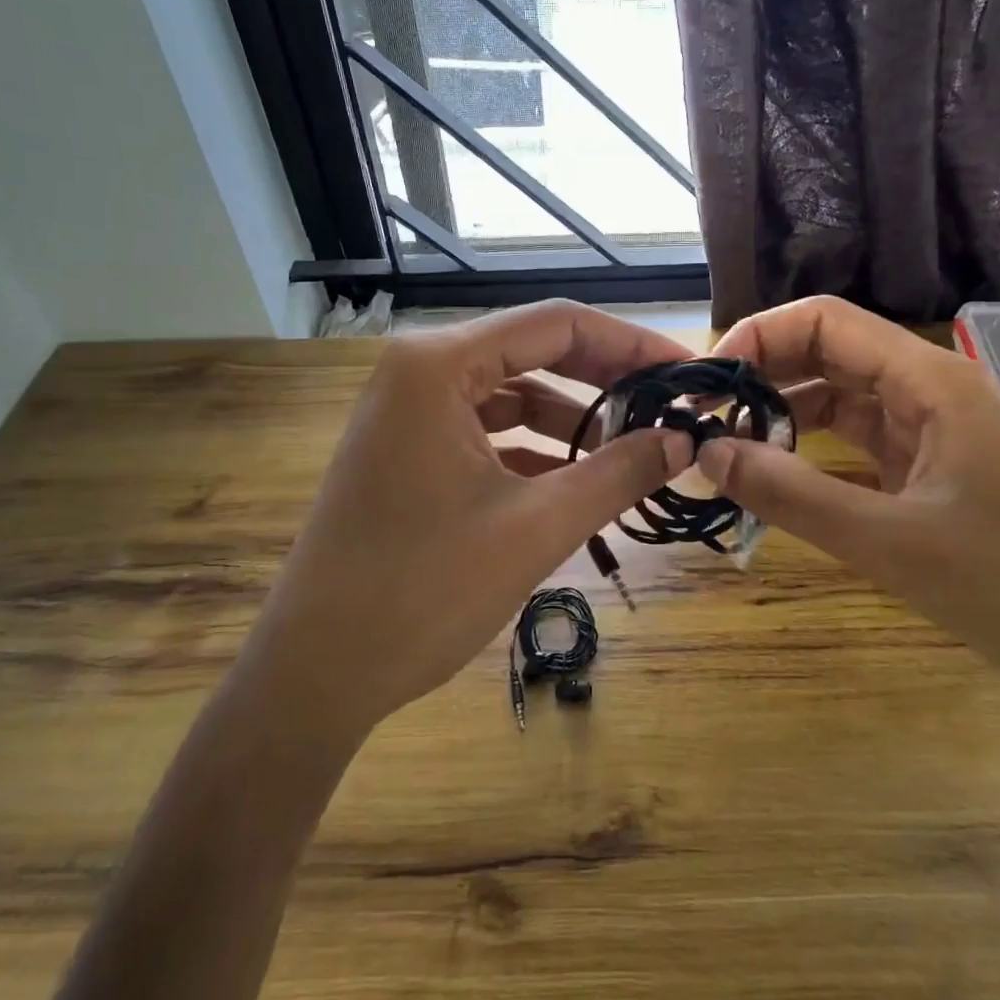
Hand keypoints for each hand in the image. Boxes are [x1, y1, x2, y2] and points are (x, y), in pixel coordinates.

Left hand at [254, 301, 693, 738]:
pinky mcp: (407, 452)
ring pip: (512, 395)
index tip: (685, 373)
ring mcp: (407, 412)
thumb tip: (683, 440)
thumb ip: (619, 473)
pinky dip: (535, 450)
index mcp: (439, 364)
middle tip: (670, 408)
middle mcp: (419, 371)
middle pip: (534, 353)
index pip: (556, 325)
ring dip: (573, 421)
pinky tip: (580, 480)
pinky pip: (487, 432)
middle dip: (606, 381)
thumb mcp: (537, 527)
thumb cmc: (422, 591)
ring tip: (634, 449)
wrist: (314, 675)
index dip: (630, 343)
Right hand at [697, 296, 999, 729]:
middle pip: (827, 355)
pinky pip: (857, 449)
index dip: (758, 337)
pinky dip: (812, 457)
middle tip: (703, 421)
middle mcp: (930, 393)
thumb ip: (792, 495)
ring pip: (840, 403)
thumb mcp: (894, 543)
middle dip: (762, 378)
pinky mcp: (934, 477)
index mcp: (931, 380)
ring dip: (783, 419)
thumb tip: (705, 453)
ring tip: (727, 452)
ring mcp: (934, 436)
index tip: (707, 385)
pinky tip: (776, 480)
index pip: (824, 320)